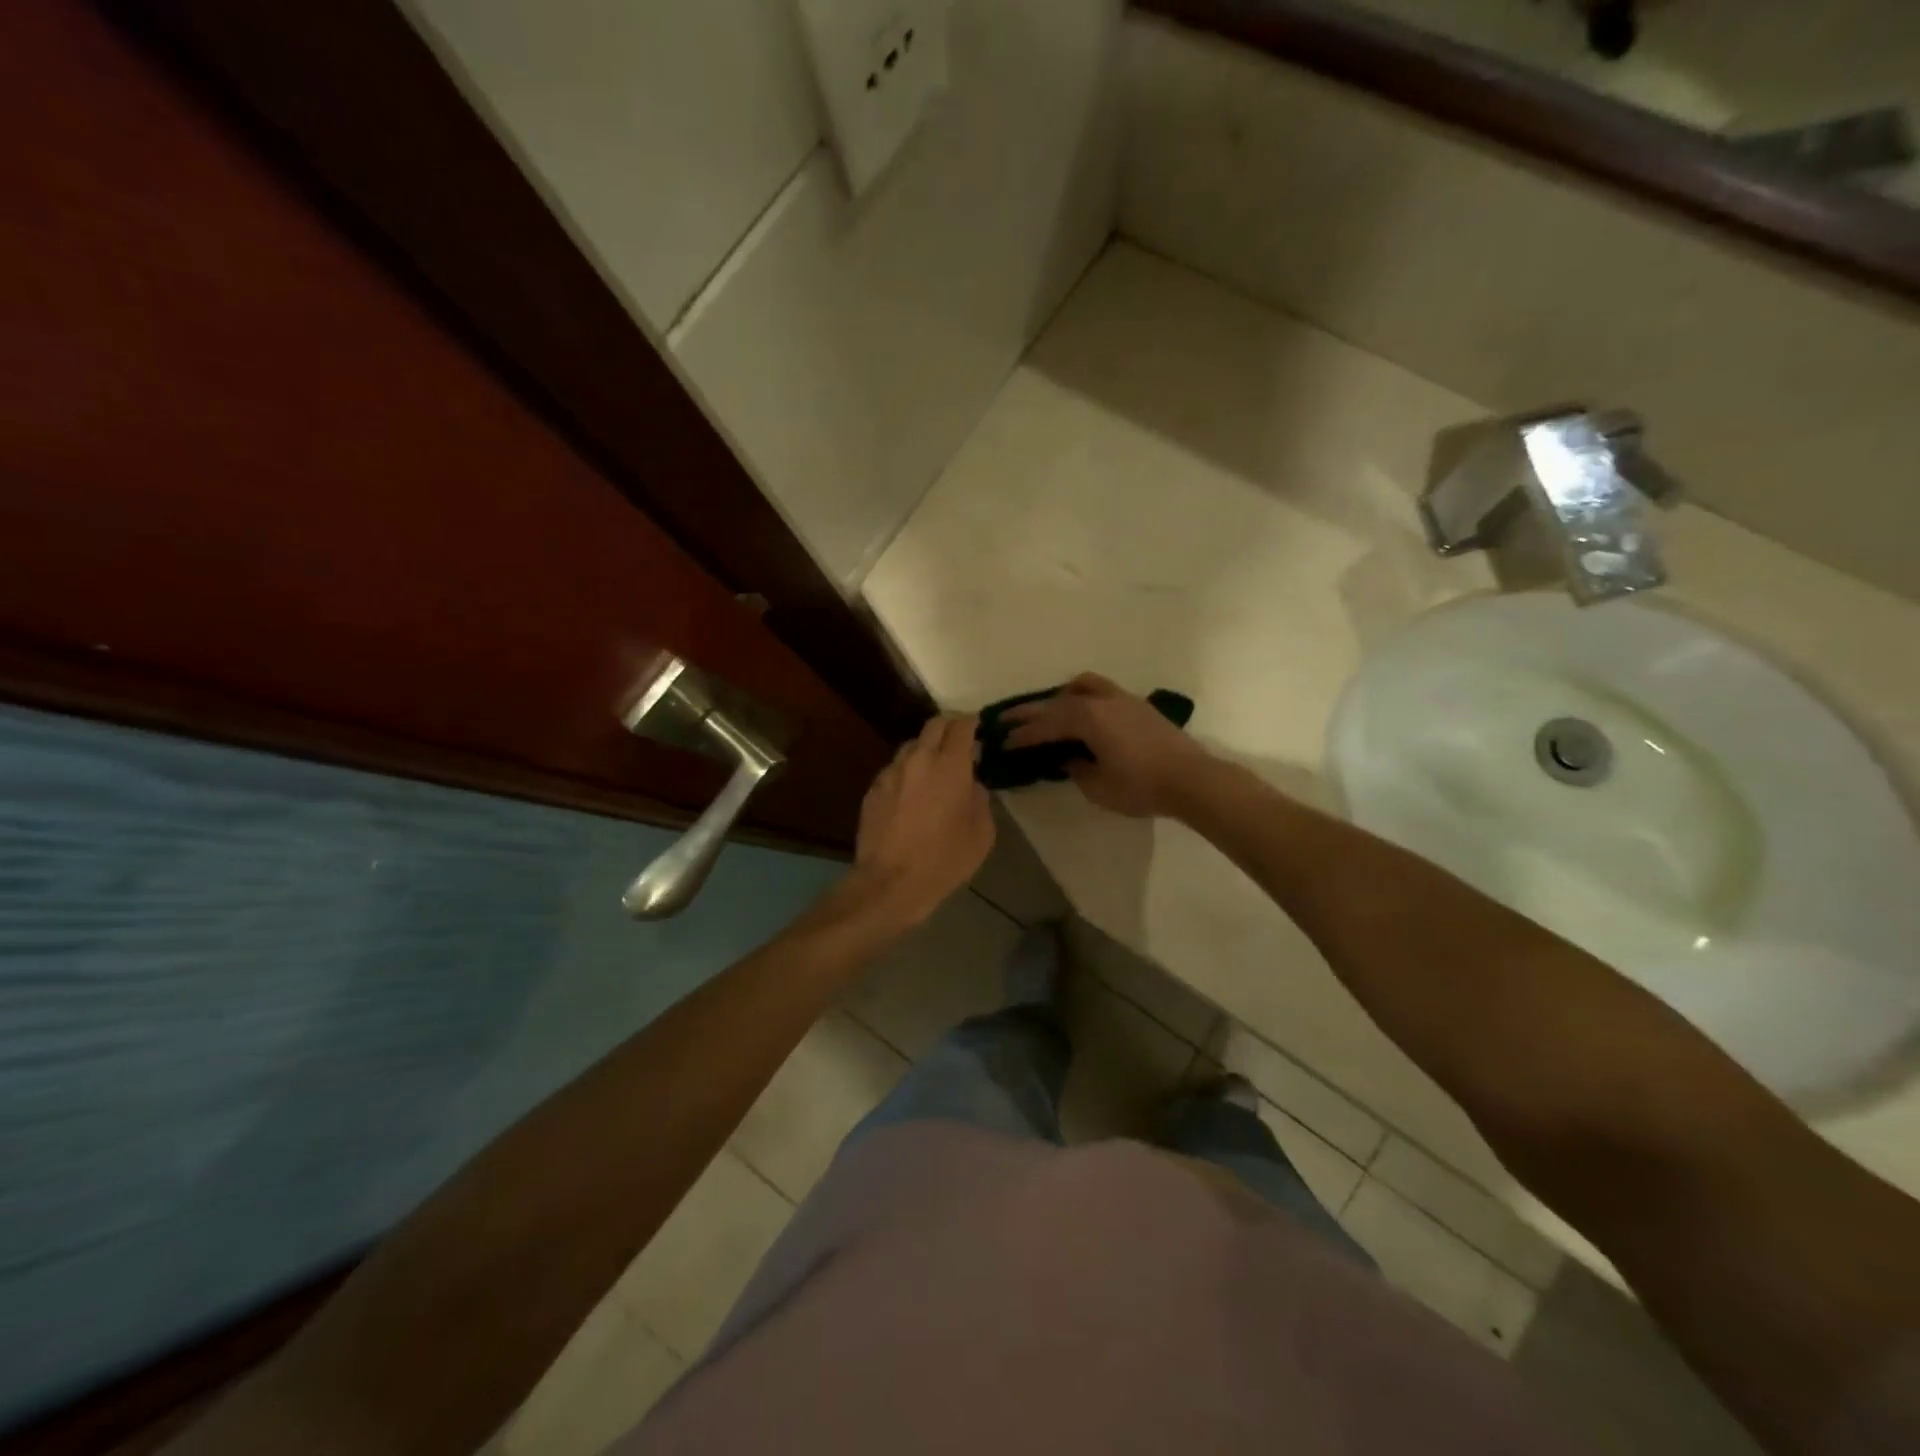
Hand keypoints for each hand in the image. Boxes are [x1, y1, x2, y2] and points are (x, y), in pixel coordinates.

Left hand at [841, 713, 993, 930]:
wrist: (890, 883)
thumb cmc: (944, 860)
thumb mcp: (981, 834)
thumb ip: (980, 800)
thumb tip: (972, 786)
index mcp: (950, 766)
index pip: (962, 725)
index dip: (972, 723)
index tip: (978, 728)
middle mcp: (918, 759)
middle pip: (934, 725)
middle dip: (949, 727)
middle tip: (959, 742)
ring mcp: (891, 772)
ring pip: (911, 746)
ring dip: (926, 750)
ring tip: (934, 771)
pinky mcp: (873, 789)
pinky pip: (895, 770)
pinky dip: (907, 773)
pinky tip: (911, 796)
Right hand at [1003, 673, 1211, 818]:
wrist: (1192, 779)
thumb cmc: (1141, 786)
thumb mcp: (1098, 786)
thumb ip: (1076, 769)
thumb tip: (1068, 759)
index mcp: (1087, 719)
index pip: (1045, 726)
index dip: (1022, 735)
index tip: (1002, 742)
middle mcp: (1101, 701)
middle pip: (1057, 703)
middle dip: (1030, 712)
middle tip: (1006, 719)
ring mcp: (1122, 699)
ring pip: (1082, 687)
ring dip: (1059, 697)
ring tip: (1048, 710)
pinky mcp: (1138, 706)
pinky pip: (1100, 692)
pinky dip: (1083, 698)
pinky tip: (1084, 714)